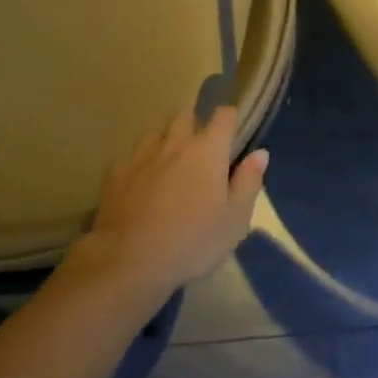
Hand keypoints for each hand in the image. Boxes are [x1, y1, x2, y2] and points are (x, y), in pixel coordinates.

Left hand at [80, 107, 268, 299]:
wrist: (130, 260)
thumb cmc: (193, 242)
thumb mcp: (235, 219)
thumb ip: (249, 182)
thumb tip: (260, 153)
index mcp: (207, 151)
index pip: (223, 116)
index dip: (229, 119)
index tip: (232, 133)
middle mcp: (174, 143)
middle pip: (185, 117)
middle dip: (194, 126)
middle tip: (200, 152)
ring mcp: (141, 156)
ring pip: (155, 133)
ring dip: (164, 142)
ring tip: (168, 164)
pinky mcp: (116, 173)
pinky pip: (131, 158)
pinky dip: (140, 165)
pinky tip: (140, 185)